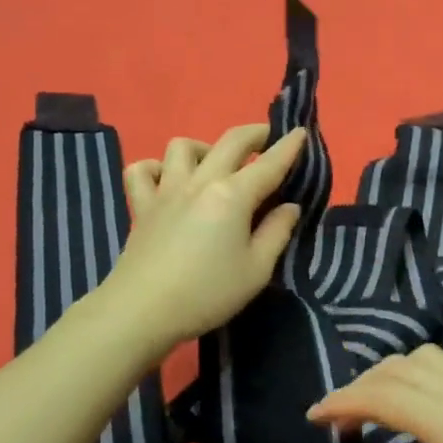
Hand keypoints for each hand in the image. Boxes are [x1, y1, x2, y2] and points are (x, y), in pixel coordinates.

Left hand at [99, 122, 307, 353]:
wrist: (142, 310)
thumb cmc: (207, 293)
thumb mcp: (256, 270)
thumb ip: (277, 233)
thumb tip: (289, 206)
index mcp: (233, 195)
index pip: (269, 164)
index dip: (289, 147)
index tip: (300, 132)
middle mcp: (200, 182)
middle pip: (230, 142)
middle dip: (254, 133)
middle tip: (268, 138)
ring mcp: (166, 190)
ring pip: (182, 147)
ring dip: (204, 147)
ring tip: (214, 164)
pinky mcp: (141, 206)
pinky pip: (142, 170)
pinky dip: (156, 168)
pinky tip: (167, 180)